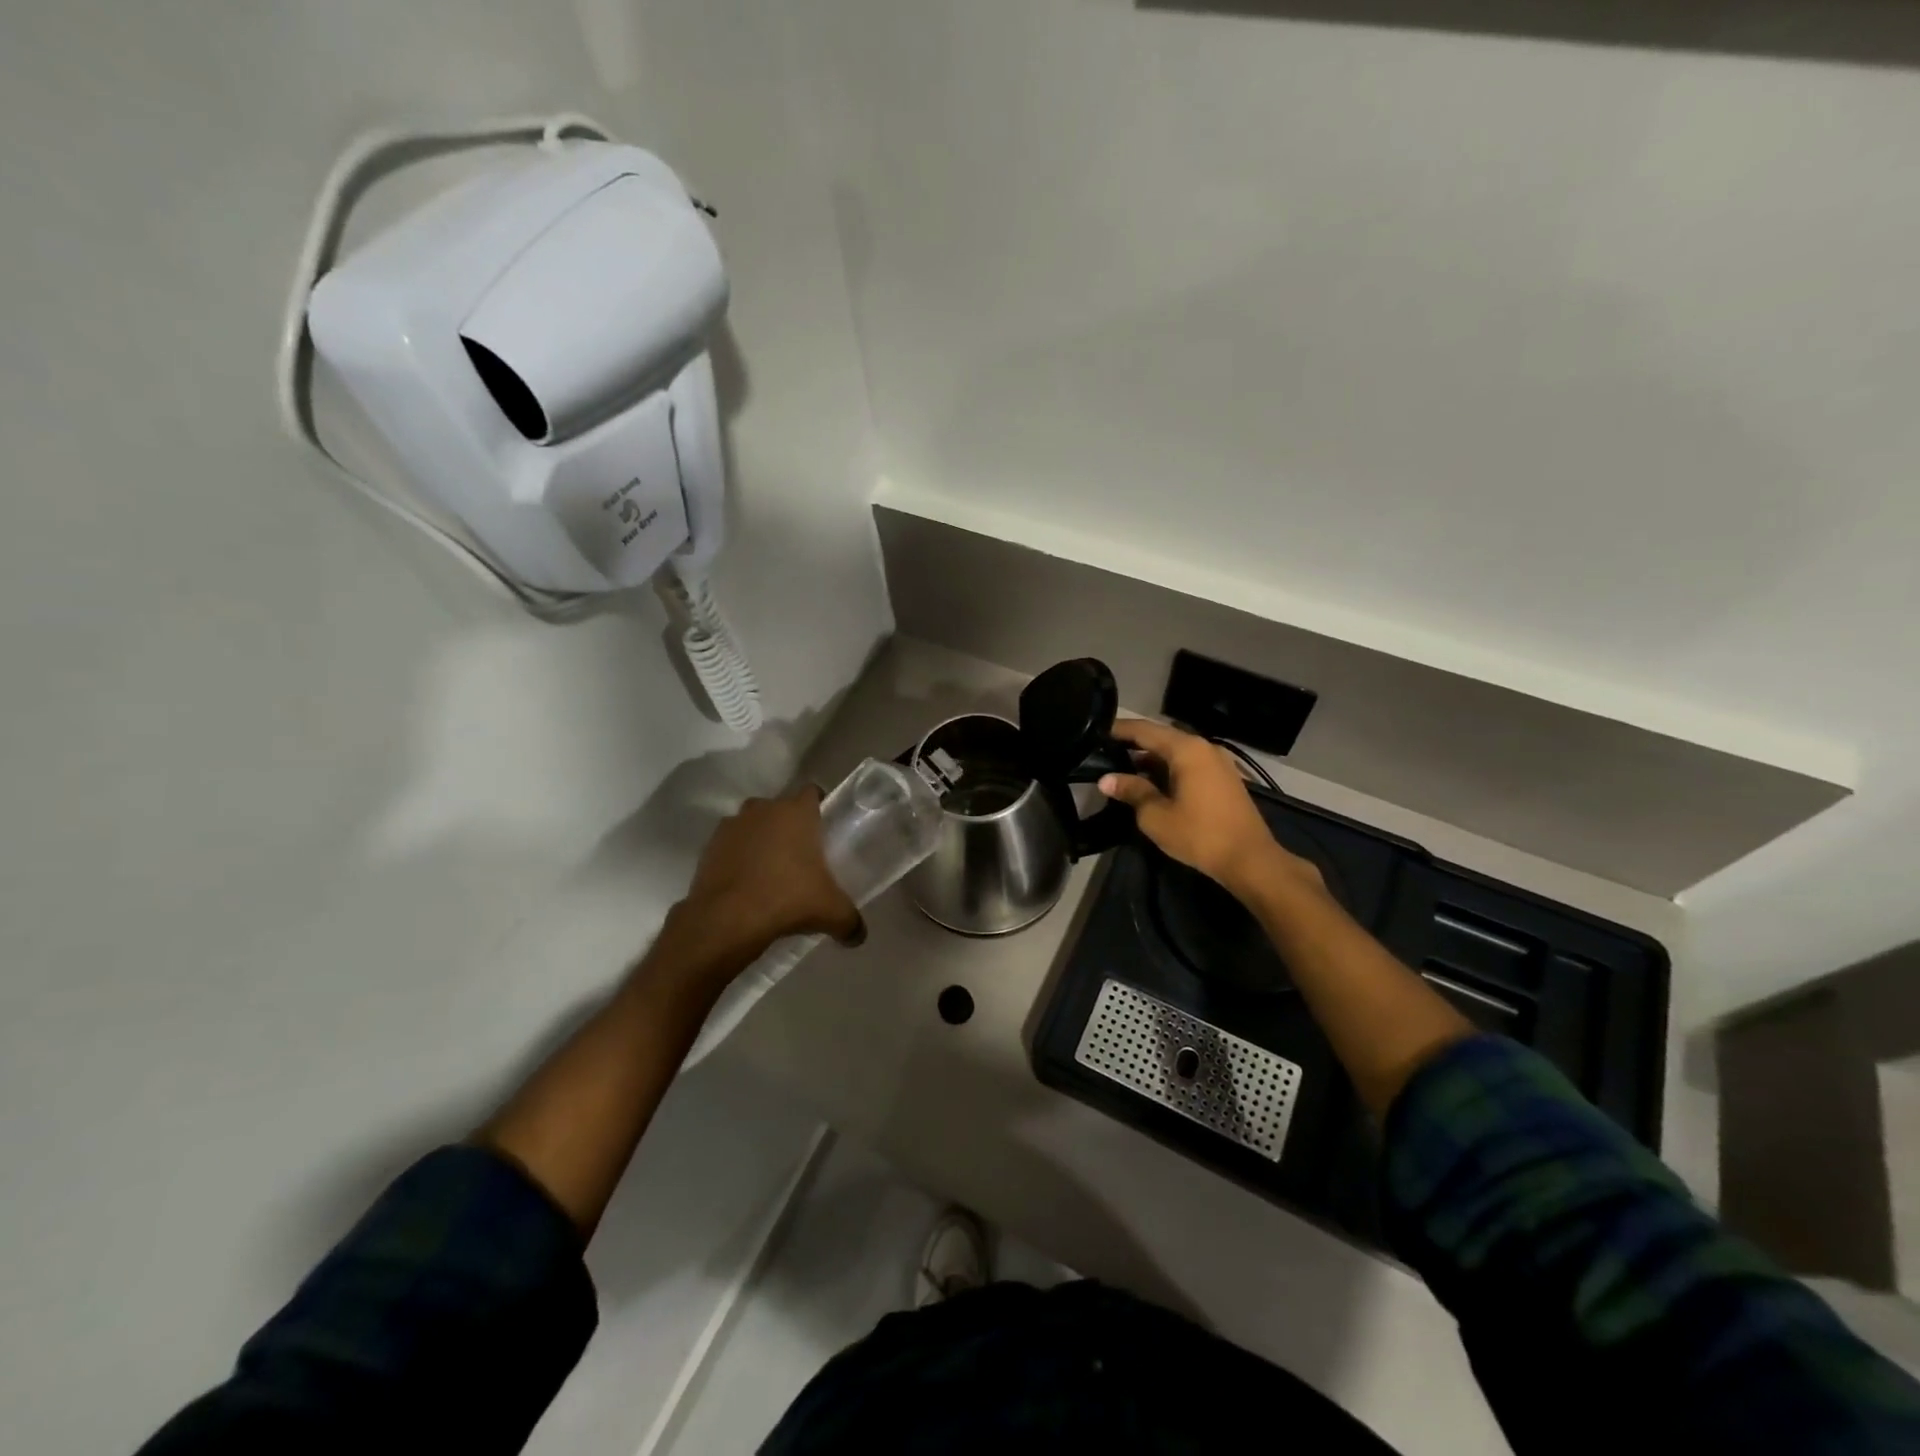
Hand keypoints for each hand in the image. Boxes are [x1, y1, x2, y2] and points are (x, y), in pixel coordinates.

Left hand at [675, 787, 861, 963]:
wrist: (725, 920)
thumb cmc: (787, 900)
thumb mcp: (831, 912)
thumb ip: (850, 921)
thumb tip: (859, 935)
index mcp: (796, 812)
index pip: (812, 792)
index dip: (819, 806)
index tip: (825, 828)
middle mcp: (763, 809)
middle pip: (781, 809)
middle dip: (790, 827)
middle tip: (801, 856)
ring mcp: (732, 826)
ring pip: (753, 825)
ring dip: (761, 840)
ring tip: (770, 872)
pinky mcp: (709, 847)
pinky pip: (731, 846)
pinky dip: (738, 858)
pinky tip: (746, 884)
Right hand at [1098, 719, 1321, 902]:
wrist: (1250, 859)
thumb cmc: (1200, 834)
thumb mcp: (1156, 815)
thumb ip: (1132, 791)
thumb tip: (1106, 779)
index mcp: (1186, 749)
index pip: (1145, 730)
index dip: (1119, 729)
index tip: (1097, 731)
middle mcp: (1204, 747)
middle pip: (1161, 738)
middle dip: (1133, 744)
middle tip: (1105, 752)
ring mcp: (1217, 762)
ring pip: (1176, 752)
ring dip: (1151, 759)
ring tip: (1123, 769)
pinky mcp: (1224, 778)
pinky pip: (1189, 764)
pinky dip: (1168, 768)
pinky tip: (1152, 782)